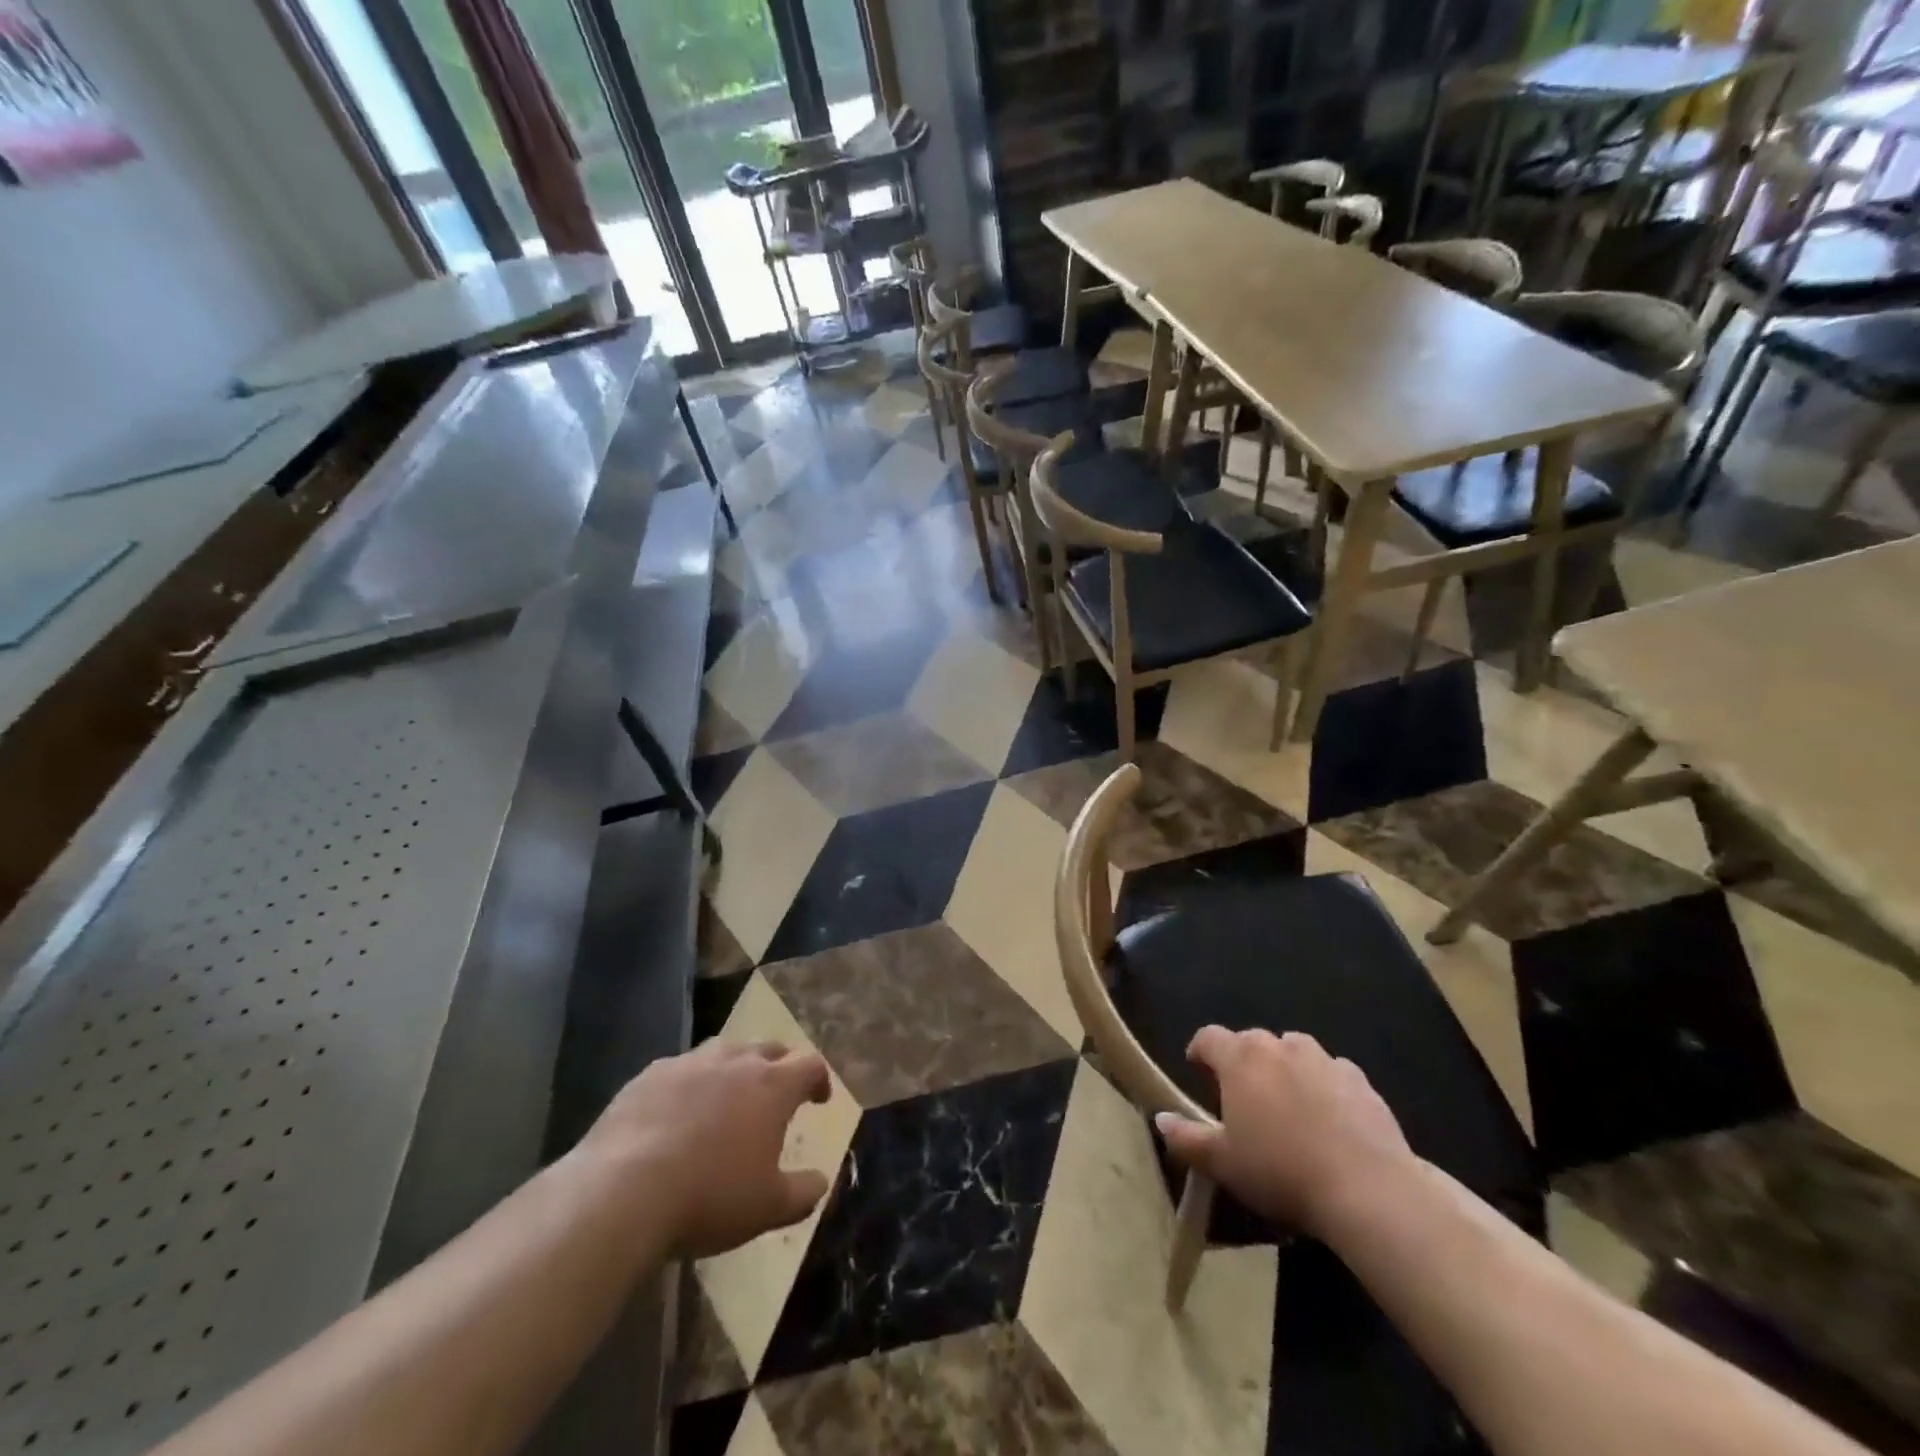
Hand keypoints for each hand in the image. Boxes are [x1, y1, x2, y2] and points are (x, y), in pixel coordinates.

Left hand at [577, 1040, 833, 1258]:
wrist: (622, 1192)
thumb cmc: (709, 1196)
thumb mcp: (768, 1208)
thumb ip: (803, 1192)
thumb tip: (822, 1182)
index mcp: (772, 1086)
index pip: (810, 1065)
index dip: (819, 1080)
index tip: (819, 1099)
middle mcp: (736, 1061)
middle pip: (768, 1050)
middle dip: (779, 1068)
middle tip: (776, 1095)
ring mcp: (690, 1063)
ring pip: (723, 1053)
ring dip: (733, 1071)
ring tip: (726, 1099)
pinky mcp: (649, 1075)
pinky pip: (680, 1070)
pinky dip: (689, 1085)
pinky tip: (676, 1113)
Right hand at [1155, 1028, 1412, 1238]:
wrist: (1368, 1189)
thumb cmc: (1281, 1171)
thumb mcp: (1223, 1163)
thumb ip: (1187, 1138)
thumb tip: (1161, 1118)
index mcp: (1240, 1058)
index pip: (1209, 1037)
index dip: (1200, 1051)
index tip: (1198, 1070)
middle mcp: (1279, 1046)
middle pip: (1252, 1042)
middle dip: (1243, 1062)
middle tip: (1243, 1097)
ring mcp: (1323, 1059)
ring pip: (1294, 1051)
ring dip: (1285, 1068)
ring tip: (1287, 1105)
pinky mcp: (1360, 1081)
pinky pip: (1332, 1073)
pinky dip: (1324, 1086)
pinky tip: (1329, 1119)